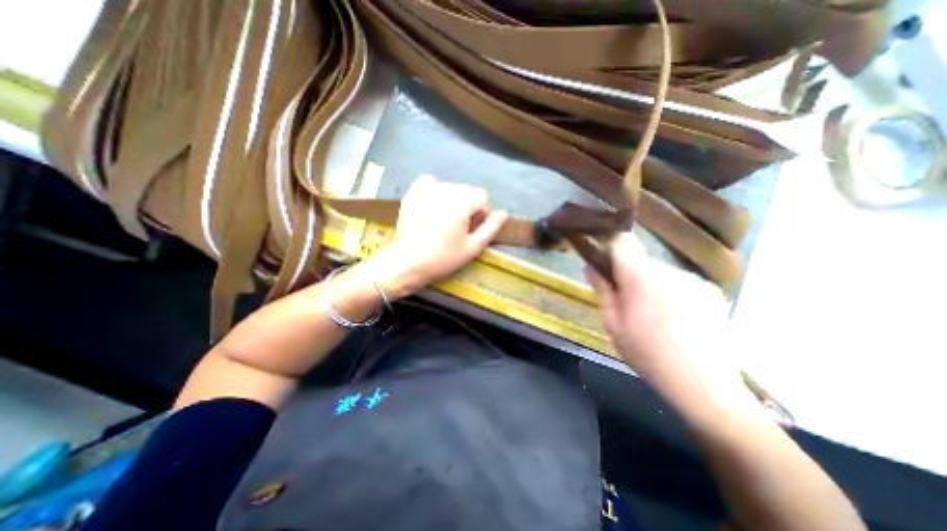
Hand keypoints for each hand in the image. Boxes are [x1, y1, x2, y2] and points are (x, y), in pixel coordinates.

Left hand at [369, 174, 506, 296]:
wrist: (407, 262)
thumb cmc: (443, 258)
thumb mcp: (472, 247)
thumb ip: (490, 228)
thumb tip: (504, 213)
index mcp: (462, 202)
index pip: (482, 195)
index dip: (481, 212)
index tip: (471, 229)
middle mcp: (445, 190)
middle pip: (466, 190)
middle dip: (467, 206)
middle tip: (457, 228)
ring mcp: (426, 189)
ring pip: (450, 187)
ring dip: (452, 200)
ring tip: (443, 220)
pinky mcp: (412, 193)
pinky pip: (429, 182)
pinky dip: (434, 191)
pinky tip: (431, 206)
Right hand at [586, 232, 739, 398]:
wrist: (705, 385)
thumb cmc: (647, 354)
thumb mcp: (613, 324)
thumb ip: (602, 290)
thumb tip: (590, 266)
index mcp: (641, 277)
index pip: (622, 242)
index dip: (609, 247)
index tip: (602, 264)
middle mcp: (670, 270)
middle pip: (640, 261)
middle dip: (629, 276)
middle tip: (626, 303)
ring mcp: (694, 280)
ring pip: (660, 272)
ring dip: (650, 285)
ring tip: (652, 316)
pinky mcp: (712, 291)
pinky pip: (680, 283)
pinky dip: (671, 293)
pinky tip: (675, 320)